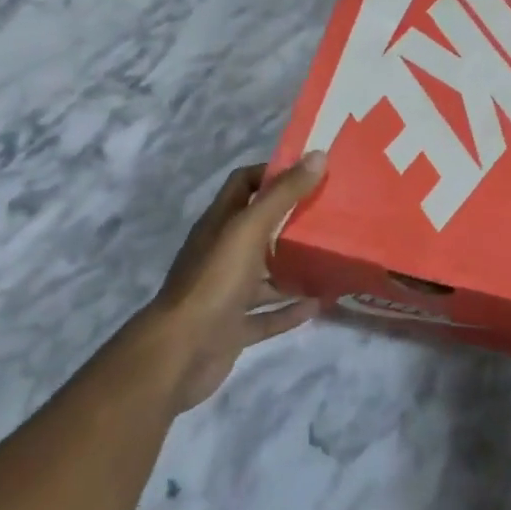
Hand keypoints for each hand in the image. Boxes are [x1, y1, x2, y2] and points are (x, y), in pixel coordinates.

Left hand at [146, 154, 325, 411]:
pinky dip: (290, 310)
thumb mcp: (249, 230)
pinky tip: (319, 304)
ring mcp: (226, 292)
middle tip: (330, 213)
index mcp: (219, 224)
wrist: (179, 353)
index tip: (308, 172)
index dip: (272, 173)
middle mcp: (221, 253)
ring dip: (293, 268)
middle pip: (257, 228)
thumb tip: (318, 155)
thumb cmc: (214, 281)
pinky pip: (267, 315)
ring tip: (331, 259)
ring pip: (264, 274)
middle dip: (290, 220)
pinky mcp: (233, 327)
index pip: (243, 184)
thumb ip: (282, 195)